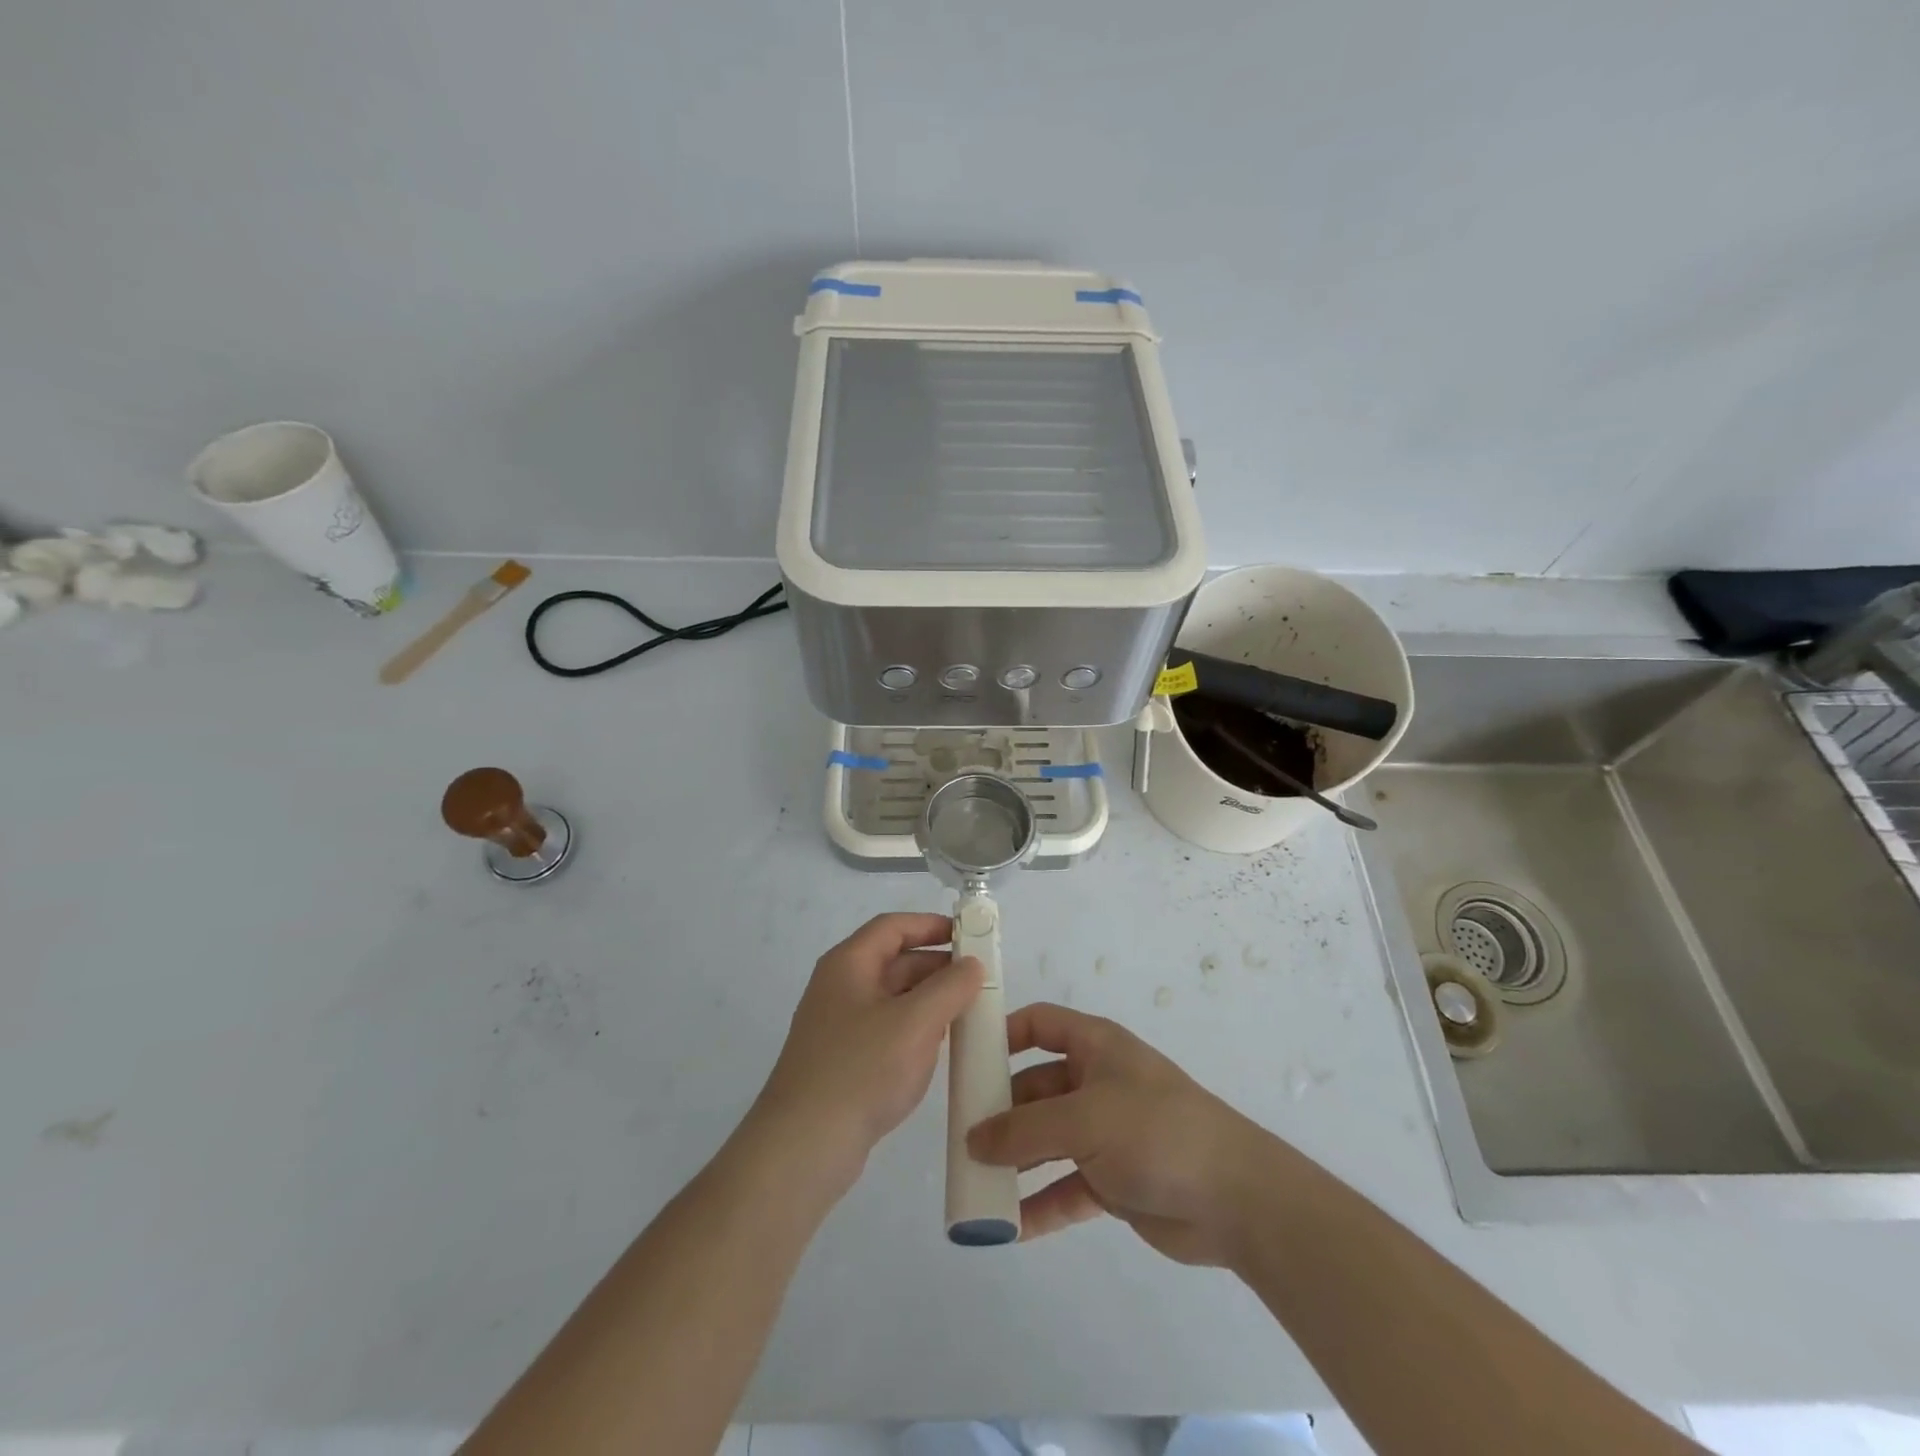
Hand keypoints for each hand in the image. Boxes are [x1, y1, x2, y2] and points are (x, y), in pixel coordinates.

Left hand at [751, 913, 983, 1182]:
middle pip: (894, 961)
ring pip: (893, 998)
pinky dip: (915, 1029)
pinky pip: (887, 1030)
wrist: (803, 1147)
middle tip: (978, 980)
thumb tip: (971, 964)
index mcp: (849, 964)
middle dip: (937, 966)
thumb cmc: (861, 1070)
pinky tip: (940, 1048)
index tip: (969, 935)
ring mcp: (839, 1026)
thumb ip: (950, 987)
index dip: (931, 925)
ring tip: (968, 1012)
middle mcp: (840, 987)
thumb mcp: (916, 1022)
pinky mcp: (843, 1061)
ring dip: (929, 1000)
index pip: (893, 926)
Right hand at [966, 1002, 1282, 1265]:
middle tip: (959, 1136)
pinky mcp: (1114, 1180)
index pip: (1040, 1024)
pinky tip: (1008, 1226)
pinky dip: (1040, 1203)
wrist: (1236, 1198)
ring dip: (1015, 1161)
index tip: (966, 1058)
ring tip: (974, 1183)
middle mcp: (1097, 1083)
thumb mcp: (1084, 1120)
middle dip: (1001, 1110)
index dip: (1003, 1033)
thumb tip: (973, 1139)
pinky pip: (1065, 1187)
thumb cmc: (1155, 1131)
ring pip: (1047, 1140)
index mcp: (1096, 1047)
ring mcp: (1106, 1133)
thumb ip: (1024, 1130)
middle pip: (1036, 1087)